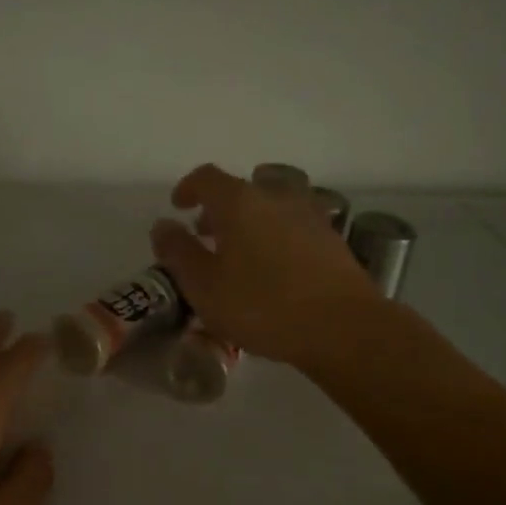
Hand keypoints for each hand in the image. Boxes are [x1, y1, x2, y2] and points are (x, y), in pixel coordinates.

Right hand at [151, 163, 386, 369]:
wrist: (342, 326)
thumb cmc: (262, 306)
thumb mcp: (204, 286)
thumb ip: (178, 252)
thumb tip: (163, 225)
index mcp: (240, 202)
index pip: (207, 177)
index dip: (188, 188)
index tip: (178, 207)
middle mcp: (276, 197)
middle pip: (242, 189)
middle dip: (218, 208)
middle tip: (205, 235)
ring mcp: (309, 214)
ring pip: (271, 205)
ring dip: (250, 220)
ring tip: (240, 252)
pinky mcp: (331, 238)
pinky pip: (293, 225)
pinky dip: (275, 234)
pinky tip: (274, 267)